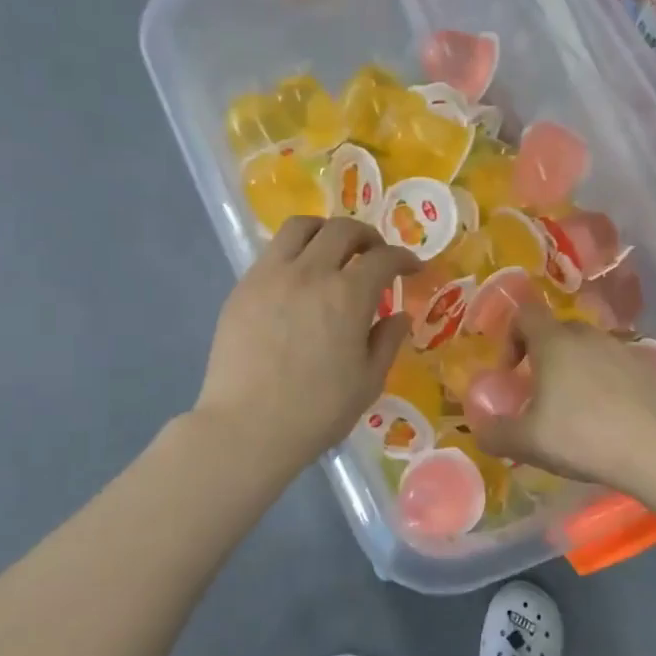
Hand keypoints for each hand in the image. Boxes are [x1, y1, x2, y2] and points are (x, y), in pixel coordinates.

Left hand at [194, 217, 417, 471]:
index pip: (383, 258)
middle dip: (367, 236)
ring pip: (300, 227)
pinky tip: (299, 279)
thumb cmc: (317, 411)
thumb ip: (387, 341)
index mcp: (348, 295)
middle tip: (375, 255)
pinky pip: (272, 252)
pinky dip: (294, 252)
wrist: (247, 427)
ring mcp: (271, 275)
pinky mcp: (243, 287)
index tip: (412, 268)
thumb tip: (399, 316)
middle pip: (342, 230)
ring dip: (325, 231)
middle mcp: (310, 272)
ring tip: (333, 250)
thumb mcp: (368, 382)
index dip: (404, 258)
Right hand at [467, 304, 655, 493]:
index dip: (510, 336)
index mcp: (554, 342)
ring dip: (572, 370)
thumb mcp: (527, 443)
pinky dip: (601, 383)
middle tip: (537, 394)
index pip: (525, 314)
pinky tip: (604, 418)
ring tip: (571, 409)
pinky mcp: (646, 370)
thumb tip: (480, 430)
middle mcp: (587, 336)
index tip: (510, 372)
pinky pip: (612, 367)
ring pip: (586, 349)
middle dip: (541, 356)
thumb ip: (495, 434)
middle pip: (556, 331)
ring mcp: (621, 350)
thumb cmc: (583, 436)